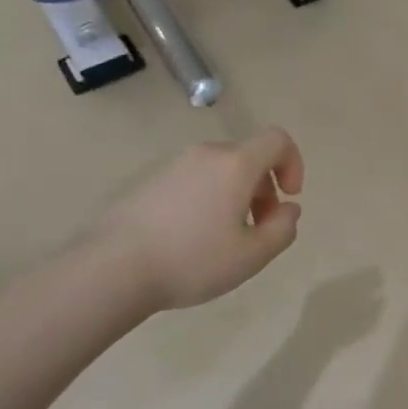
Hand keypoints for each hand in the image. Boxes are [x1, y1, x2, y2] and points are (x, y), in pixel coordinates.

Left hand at [101, 129, 304, 310]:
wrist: (113, 268)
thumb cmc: (192, 260)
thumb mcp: (253, 255)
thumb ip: (283, 228)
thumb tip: (288, 209)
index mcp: (235, 165)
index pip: (277, 140)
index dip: (293, 164)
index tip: (288, 198)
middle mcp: (205, 154)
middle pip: (249, 157)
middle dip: (265, 188)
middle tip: (259, 229)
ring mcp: (174, 165)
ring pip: (222, 170)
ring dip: (237, 195)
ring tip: (226, 238)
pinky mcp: (151, 180)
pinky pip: (195, 180)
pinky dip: (210, 198)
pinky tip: (194, 238)